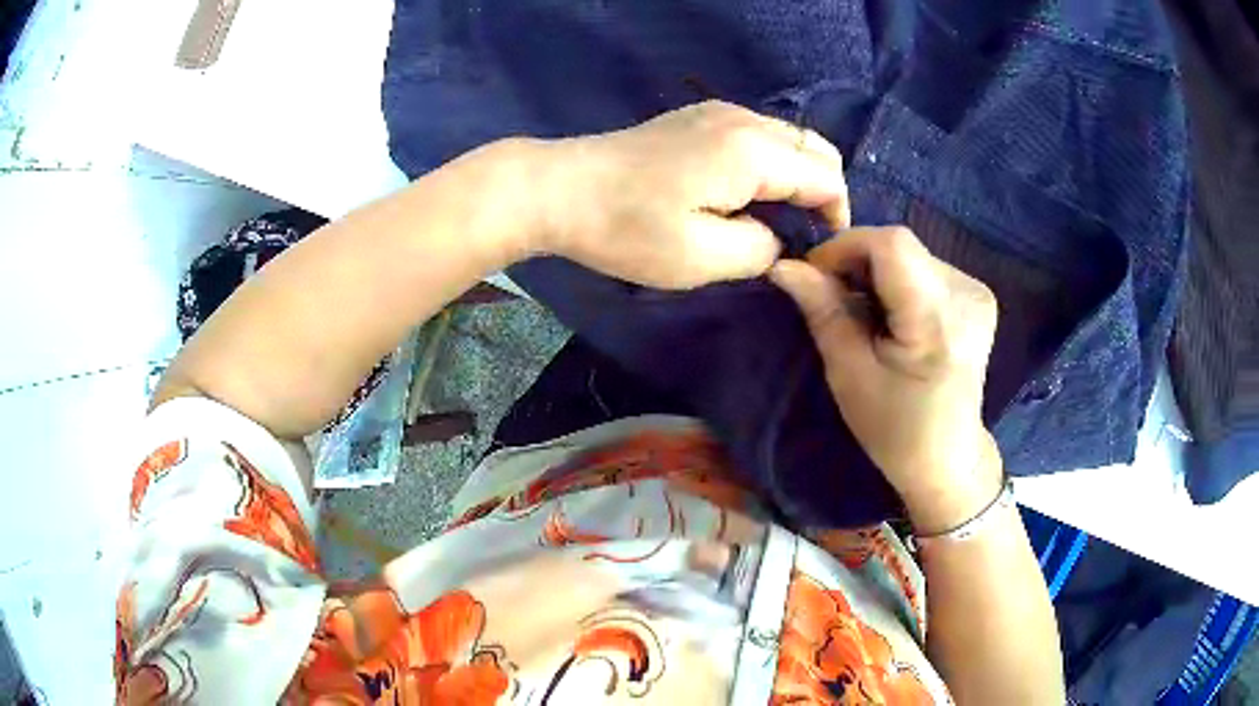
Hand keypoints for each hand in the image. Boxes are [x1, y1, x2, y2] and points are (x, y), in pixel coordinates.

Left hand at [531, 100, 849, 288]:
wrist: (560, 189)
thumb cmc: (627, 228)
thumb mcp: (700, 259)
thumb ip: (759, 250)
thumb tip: (775, 238)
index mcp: (753, 151)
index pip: (826, 177)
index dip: (836, 215)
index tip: (820, 250)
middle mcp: (745, 119)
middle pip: (816, 147)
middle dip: (824, 191)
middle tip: (804, 234)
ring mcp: (719, 111)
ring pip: (789, 137)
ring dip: (798, 174)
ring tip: (778, 217)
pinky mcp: (699, 116)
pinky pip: (760, 133)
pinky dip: (773, 161)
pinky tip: (748, 191)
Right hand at [770, 227, 1002, 533]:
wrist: (948, 459)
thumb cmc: (894, 429)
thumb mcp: (849, 374)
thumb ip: (823, 311)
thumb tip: (783, 265)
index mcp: (938, 321)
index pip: (890, 244)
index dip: (845, 247)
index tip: (816, 277)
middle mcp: (967, 295)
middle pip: (900, 246)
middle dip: (857, 262)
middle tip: (835, 299)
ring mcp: (978, 293)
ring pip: (911, 253)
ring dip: (877, 272)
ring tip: (866, 314)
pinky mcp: (980, 295)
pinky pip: (926, 266)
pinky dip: (899, 280)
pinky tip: (894, 316)